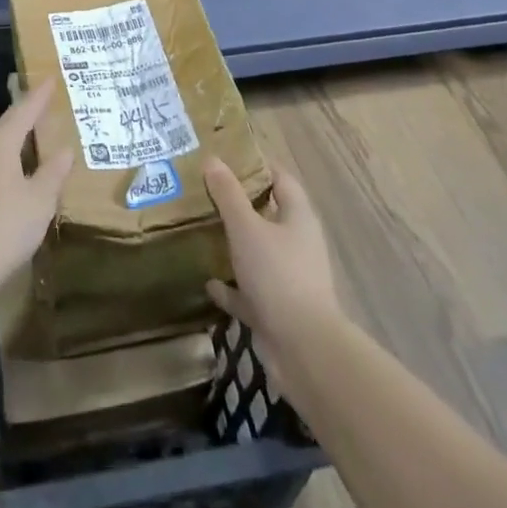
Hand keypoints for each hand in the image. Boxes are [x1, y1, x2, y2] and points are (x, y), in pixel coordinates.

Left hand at [0, 78, 75, 303]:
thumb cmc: (3, 227)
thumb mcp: (39, 201)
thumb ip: (53, 173)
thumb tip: (64, 149)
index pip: (23, 110)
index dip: (39, 96)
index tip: (50, 78)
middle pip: (7, 125)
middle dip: (27, 115)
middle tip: (45, 105)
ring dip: (17, 139)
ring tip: (35, 136)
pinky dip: (8, 161)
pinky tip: (17, 173)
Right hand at [203, 157, 339, 362]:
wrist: (303, 349)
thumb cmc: (277, 275)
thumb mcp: (246, 227)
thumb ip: (228, 195)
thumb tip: (213, 160)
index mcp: (298, 217)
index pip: (280, 179)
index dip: (257, 166)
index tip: (227, 157)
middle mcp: (297, 244)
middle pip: (268, 215)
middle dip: (240, 205)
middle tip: (206, 192)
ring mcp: (289, 279)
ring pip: (258, 254)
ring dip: (235, 246)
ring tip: (203, 231)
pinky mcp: (278, 310)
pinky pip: (250, 292)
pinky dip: (231, 287)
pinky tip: (209, 282)